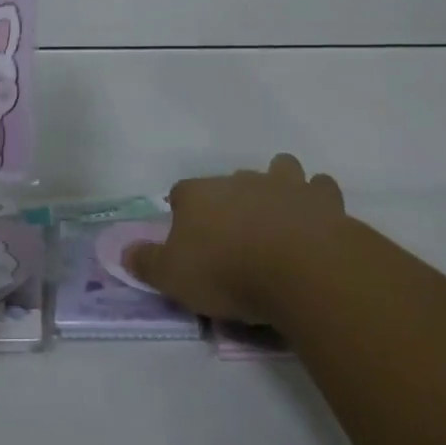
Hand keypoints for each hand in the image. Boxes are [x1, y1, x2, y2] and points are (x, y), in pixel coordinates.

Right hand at [125, 154, 343, 324]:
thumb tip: (123, 252)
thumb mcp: (173, 277)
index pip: (181, 192)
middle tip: (235, 234)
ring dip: (280, 184)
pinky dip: (318, 200)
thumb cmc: (227, 272)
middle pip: (230, 180)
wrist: (299, 268)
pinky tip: (317, 220)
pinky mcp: (322, 199)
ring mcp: (283, 185)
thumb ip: (147, 263)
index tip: (187, 236)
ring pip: (280, 168)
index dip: (182, 211)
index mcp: (199, 194)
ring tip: (280, 215)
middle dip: (232, 199)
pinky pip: (320, 188)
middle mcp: (239, 180)